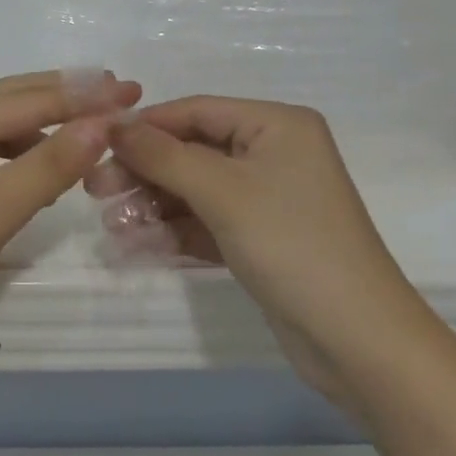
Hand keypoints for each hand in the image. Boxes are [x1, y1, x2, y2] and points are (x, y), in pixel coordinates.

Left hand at [0, 71, 141, 381]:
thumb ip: (48, 165)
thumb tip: (103, 122)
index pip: (32, 99)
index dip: (86, 96)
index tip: (136, 92)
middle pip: (15, 102)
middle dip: (68, 98)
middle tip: (121, 96)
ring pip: (4, 131)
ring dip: (49, 127)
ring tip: (96, 130)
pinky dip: (26, 158)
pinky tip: (48, 172)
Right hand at [101, 97, 427, 393]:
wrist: (359, 344)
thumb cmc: (292, 246)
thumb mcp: (222, 192)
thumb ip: (162, 155)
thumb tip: (113, 124)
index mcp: (276, 125)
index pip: (196, 111)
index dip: (145, 126)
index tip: (96, 144)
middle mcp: (273, 153)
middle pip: (192, 151)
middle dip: (144, 171)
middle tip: (96, 191)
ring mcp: (267, 198)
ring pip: (195, 189)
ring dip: (153, 205)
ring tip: (112, 225)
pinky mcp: (261, 238)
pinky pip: (207, 222)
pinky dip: (175, 231)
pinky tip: (138, 245)